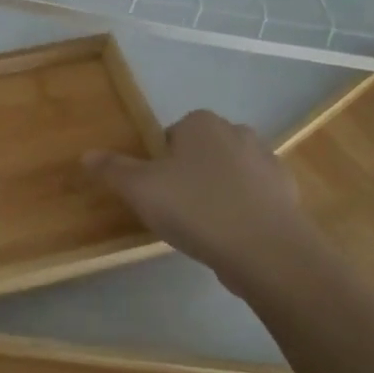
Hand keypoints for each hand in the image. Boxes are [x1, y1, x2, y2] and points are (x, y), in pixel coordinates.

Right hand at [84, 110, 312, 283]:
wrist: (264, 249)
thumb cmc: (195, 208)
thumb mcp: (140, 189)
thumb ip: (113, 169)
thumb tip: (86, 154)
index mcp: (201, 123)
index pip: (171, 134)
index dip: (160, 162)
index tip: (155, 191)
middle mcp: (237, 132)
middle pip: (201, 151)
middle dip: (189, 174)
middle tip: (175, 209)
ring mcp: (267, 161)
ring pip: (229, 173)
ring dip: (217, 191)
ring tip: (203, 226)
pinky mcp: (286, 192)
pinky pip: (254, 196)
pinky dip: (242, 210)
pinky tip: (231, 236)